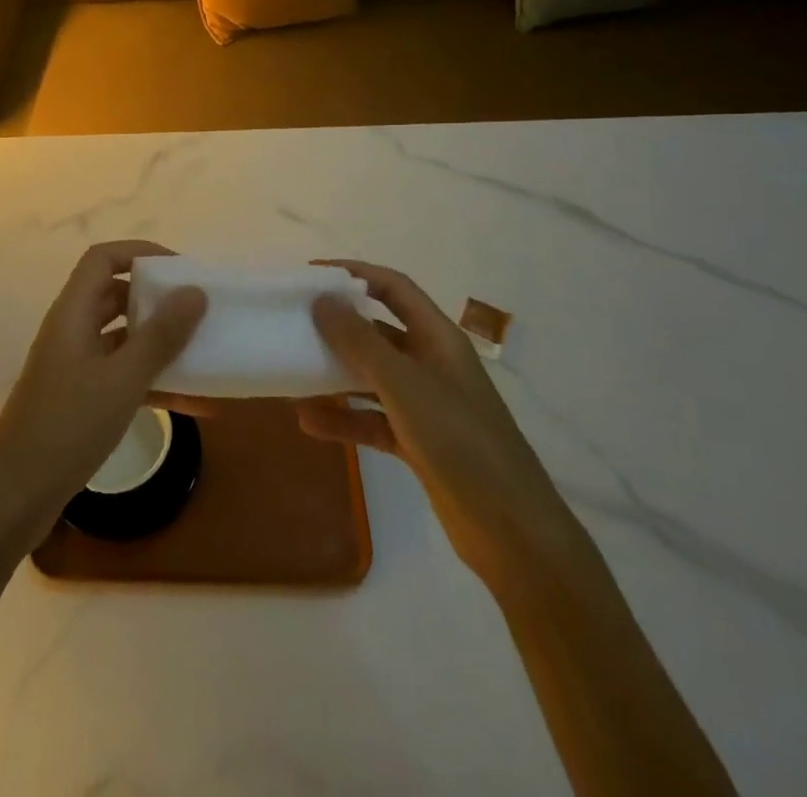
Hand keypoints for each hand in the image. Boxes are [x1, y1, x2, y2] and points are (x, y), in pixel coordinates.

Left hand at [0, 241, 205, 556]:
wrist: (14, 497)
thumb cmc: (67, 427)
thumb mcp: (122, 380)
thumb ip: (160, 335)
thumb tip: (195, 292)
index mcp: (73, 312)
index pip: (103, 258)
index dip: (140, 253)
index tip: (181, 270)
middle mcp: (71, 330)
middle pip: (115, 294)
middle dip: (157, 298)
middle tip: (198, 309)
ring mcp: (74, 365)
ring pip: (123, 337)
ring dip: (160, 344)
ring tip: (204, 353)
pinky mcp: (80, 398)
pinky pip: (122, 374)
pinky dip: (153, 381)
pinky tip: (193, 403)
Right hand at [299, 260, 579, 591]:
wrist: (513, 532)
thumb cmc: (460, 441)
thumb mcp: (404, 385)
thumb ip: (359, 341)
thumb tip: (321, 299)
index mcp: (438, 338)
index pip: (393, 288)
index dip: (355, 273)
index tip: (311, 275)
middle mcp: (432, 363)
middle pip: (379, 331)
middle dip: (339, 325)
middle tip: (295, 323)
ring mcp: (426, 405)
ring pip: (372, 377)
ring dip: (335, 374)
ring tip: (293, 373)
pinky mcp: (419, 443)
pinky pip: (373, 419)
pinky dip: (344, 418)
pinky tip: (309, 422)